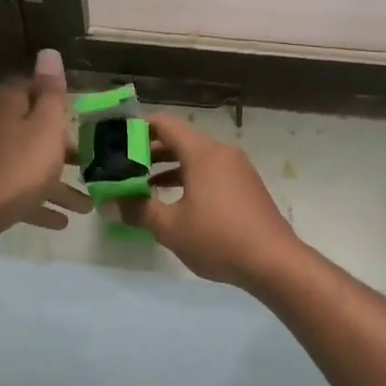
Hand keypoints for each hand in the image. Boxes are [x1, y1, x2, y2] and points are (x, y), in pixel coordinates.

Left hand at [0, 49, 89, 237]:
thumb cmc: (19, 165)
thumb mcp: (46, 126)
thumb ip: (51, 92)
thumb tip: (48, 52)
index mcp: (6, 105)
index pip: (30, 87)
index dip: (55, 97)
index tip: (79, 113)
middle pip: (30, 127)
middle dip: (60, 144)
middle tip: (87, 159)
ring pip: (27, 163)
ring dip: (56, 181)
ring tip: (86, 204)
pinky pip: (17, 190)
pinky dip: (38, 201)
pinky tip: (61, 221)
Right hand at [115, 113, 305, 290]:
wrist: (274, 262)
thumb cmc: (218, 238)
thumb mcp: (171, 227)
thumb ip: (138, 211)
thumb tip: (110, 204)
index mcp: (202, 152)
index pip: (165, 124)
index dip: (138, 127)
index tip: (116, 140)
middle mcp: (221, 152)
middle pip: (180, 140)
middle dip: (150, 151)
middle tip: (122, 166)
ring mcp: (237, 169)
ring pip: (196, 158)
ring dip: (168, 168)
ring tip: (142, 186)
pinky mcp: (246, 186)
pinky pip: (210, 172)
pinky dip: (189, 178)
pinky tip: (175, 202)